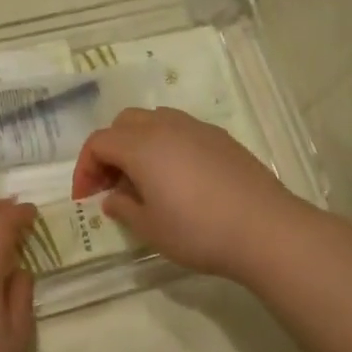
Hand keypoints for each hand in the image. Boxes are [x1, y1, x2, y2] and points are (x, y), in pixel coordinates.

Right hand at [72, 108, 308, 281]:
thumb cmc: (198, 231)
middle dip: (110, 150)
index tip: (87, 197)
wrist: (265, 229)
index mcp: (141, 146)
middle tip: (111, 184)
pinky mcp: (221, 138)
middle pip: (124, 123)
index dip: (85, 168)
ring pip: (154, 120)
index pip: (98, 143)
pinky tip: (178, 177)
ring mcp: (197, 128)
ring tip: (144, 178)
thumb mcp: (150, 228)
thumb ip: (123, 208)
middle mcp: (165, 127)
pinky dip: (167, 145)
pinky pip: (181, 130)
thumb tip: (112, 197)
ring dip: (138, 143)